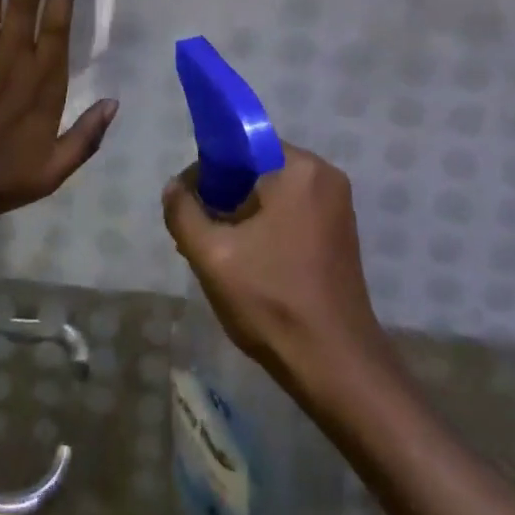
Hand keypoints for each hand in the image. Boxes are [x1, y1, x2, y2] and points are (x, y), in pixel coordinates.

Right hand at [162, 146, 386, 390]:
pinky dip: (268, 228)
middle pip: (258, 170)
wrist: (336, 368)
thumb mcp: (212, 255)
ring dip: (244, 215)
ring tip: (220, 252)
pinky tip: (249, 263)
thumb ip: (184, 212)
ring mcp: (337, 206)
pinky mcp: (340, 234)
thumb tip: (174, 187)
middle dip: (225, 196)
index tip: (191, 202)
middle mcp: (324, 176)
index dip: (209, 169)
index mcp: (299, 168)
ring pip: (274, 194)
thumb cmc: (273, 301)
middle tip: (201, 234)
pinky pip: (293, 213)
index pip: (242, 146)